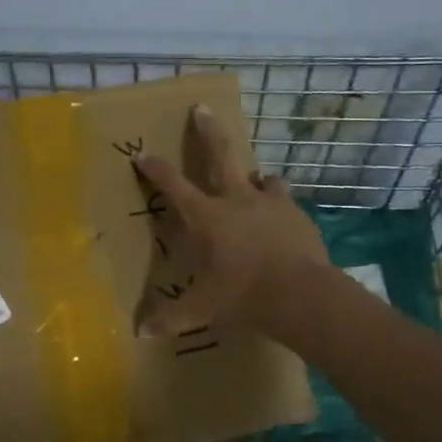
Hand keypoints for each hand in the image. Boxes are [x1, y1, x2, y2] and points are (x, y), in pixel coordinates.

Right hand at [133, 104, 330, 337]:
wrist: (302, 295)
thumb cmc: (243, 296)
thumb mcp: (203, 309)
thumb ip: (172, 318)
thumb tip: (139, 333)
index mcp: (208, 217)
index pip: (174, 186)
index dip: (156, 168)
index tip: (143, 152)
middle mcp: (237, 199)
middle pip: (220, 154)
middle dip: (208, 131)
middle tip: (202, 109)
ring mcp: (271, 203)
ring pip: (260, 177)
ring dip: (253, 177)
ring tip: (253, 182)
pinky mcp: (298, 214)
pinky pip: (285, 201)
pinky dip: (278, 205)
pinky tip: (280, 219)